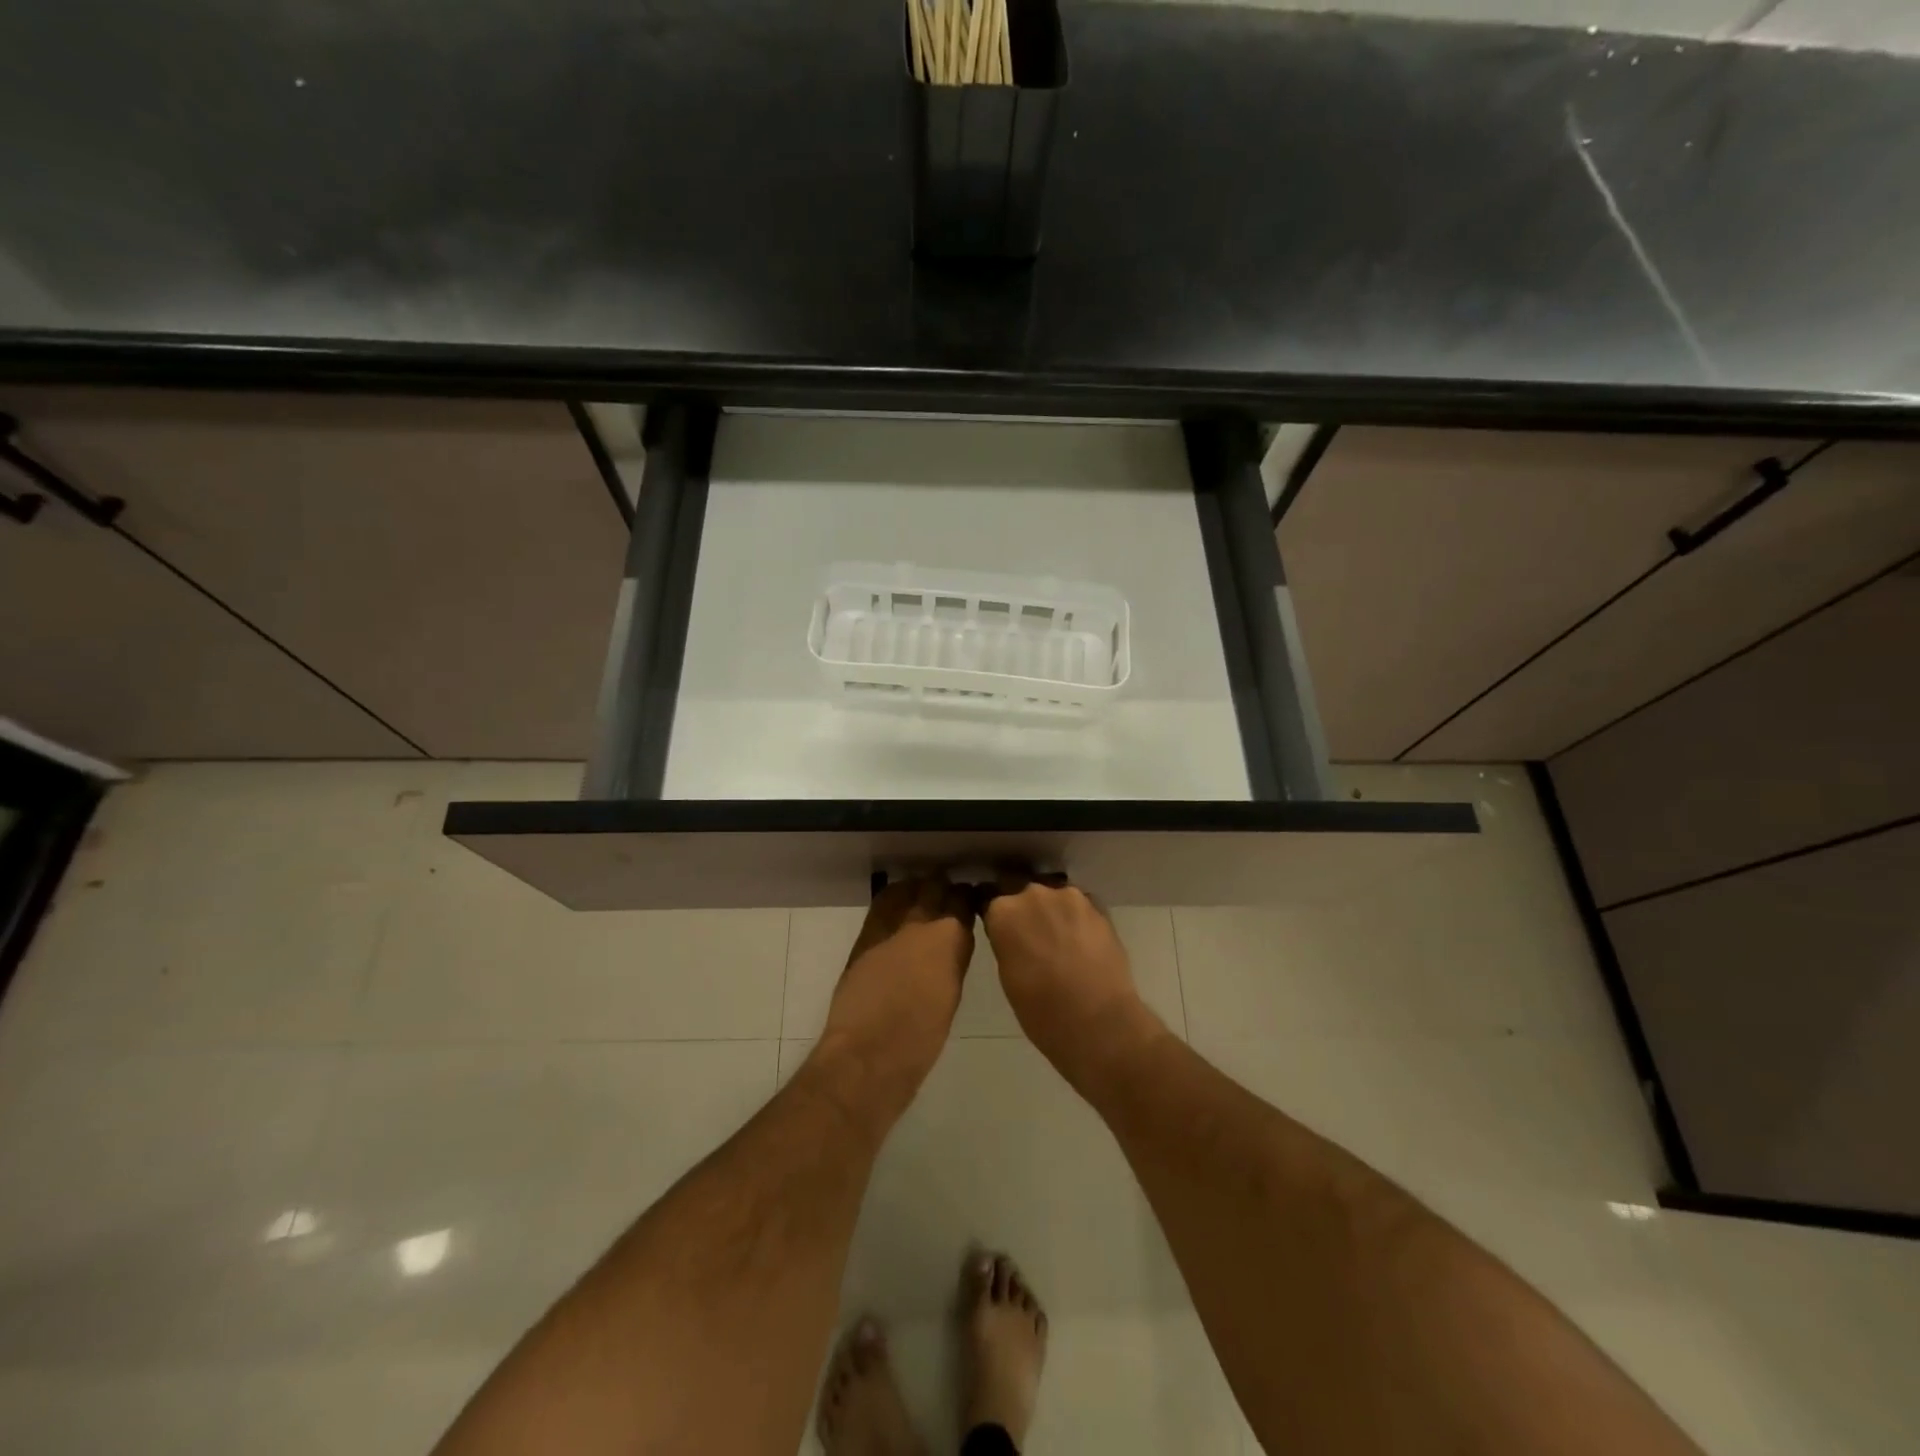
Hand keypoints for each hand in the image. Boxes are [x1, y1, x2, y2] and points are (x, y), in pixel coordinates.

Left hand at [811, 875, 975, 1120]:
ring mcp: (889, 928)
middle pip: (933, 888)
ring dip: (915, 890)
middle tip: (946, 892)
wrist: (870, 1053)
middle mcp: (920, 924)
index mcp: (950, 939)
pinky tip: (896, 910)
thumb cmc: (921, 1037)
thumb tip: (950, 946)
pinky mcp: (864, 939)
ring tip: (921, 894)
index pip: (962, 901)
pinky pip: (882, 907)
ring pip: (904, 891)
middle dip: (941, 887)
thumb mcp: (951, 994)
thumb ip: (953, 960)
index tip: (969, 899)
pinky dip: (892, 902)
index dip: (966, 898)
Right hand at [981, 873, 1167, 1088]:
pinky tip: (1082, 942)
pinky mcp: (1098, 906)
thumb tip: (1012, 934)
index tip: (999, 927)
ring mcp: (1069, 896)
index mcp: (1003, 911)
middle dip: (1025, 909)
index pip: (988, 897)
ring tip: (1060, 939)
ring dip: (1053, 911)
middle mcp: (1033, 893)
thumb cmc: (1041, 1011)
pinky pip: (1080, 905)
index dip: (994, 913)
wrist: (1098, 1022)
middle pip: (1022, 891)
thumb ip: (1006, 942)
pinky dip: (1077, 918)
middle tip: (1032, 937)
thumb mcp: (1008, 975)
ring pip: (1054, 896)